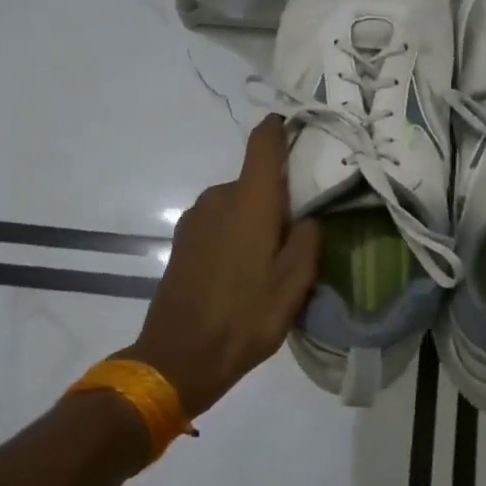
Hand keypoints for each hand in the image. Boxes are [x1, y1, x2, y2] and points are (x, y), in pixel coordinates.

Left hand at [120, 117, 320, 418]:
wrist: (178, 358)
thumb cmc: (244, 316)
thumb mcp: (294, 283)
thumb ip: (307, 239)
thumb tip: (306, 218)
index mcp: (249, 200)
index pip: (263, 142)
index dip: (280, 128)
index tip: (299, 128)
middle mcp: (219, 197)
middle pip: (255, 180)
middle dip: (278, 197)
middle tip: (299, 232)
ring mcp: (196, 218)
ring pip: (238, 204)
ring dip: (256, 220)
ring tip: (271, 260)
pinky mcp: (184, 240)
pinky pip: (220, 222)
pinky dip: (236, 235)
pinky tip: (243, 272)